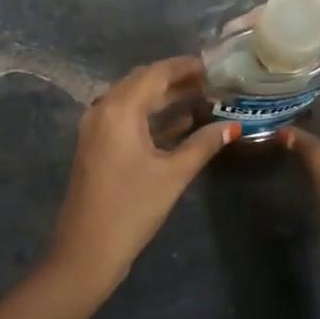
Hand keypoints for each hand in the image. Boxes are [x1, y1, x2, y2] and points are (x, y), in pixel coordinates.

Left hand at [49, 57, 238, 295]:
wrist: (86, 252)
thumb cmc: (132, 209)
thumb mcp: (173, 175)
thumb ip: (203, 144)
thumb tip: (233, 126)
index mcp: (120, 109)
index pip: (156, 73)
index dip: (185, 66)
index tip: (214, 66)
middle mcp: (103, 109)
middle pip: (143, 81)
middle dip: (176, 79)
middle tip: (211, 82)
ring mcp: (96, 128)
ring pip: (134, 99)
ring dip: (164, 97)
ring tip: (202, 97)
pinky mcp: (97, 145)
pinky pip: (126, 118)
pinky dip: (151, 116)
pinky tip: (180, 124)